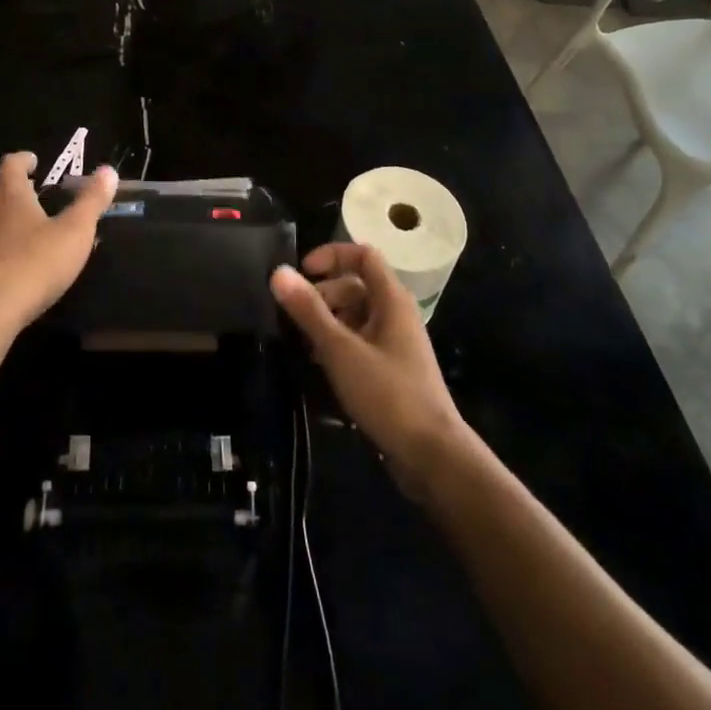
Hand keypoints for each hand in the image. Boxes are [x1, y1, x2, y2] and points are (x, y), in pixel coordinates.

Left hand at [0, 153, 117, 337]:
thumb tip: (108, 170)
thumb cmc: (34, 264)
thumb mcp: (75, 232)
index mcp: (8, 195)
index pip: (11, 164)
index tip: (33, 161)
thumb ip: (91, 201)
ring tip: (13, 235)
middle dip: (6, 193)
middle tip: (27, 200)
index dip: (23, 160)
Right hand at [272, 243, 465, 492]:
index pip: (362, 254)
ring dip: (327, 321)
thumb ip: (309, 310)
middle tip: (294, 317)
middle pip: (355, 285)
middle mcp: (396, 313)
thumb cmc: (388, 394)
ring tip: (302, 342)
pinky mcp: (392, 368)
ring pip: (355, 315)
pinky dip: (338, 344)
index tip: (301, 273)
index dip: (331, 255)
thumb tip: (278, 272)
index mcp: (392, 299)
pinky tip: (320, 364)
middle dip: (322, 294)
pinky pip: (360, 341)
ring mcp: (395, 342)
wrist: (432, 455)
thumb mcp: (340, 350)